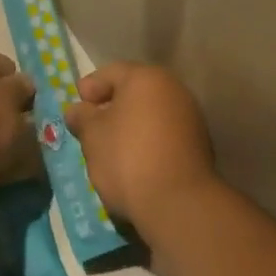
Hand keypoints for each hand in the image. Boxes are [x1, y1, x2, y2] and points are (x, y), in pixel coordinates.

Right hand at [64, 63, 218, 229]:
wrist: (178, 203)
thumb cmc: (127, 158)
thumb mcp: (92, 135)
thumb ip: (82, 117)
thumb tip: (78, 110)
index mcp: (147, 79)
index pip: (112, 72)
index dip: (90, 86)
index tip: (77, 105)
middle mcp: (174, 90)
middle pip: (134, 92)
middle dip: (111, 106)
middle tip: (90, 125)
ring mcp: (190, 117)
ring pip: (151, 113)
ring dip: (130, 125)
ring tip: (109, 146)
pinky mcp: (198, 145)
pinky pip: (164, 133)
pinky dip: (147, 140)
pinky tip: (133, 160)